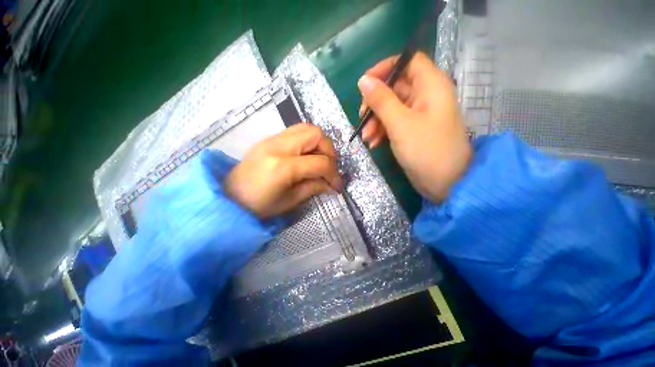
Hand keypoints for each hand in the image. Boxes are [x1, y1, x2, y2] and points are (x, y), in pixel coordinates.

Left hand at [224, 123, 343, 218]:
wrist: (229, 198)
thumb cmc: (259, 207)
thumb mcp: (290, 201)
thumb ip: (314, 188)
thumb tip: (331, 184)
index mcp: (283, 167)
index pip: (320, 162)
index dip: (334, 174)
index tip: (337, 185)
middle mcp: (278, 146)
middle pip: (316, 134)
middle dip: (329, 151)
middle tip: (328, 168)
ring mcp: (272, 139)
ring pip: (307, 128)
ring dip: (319, 143)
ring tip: (318, 160)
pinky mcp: (269, 138)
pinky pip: (296, 131)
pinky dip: (307, 141)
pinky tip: (306, 156)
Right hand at [357, 52, 471, 201]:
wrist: (446, 182)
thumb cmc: (426, 150)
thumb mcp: (400, 124)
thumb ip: (381, 100)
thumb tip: (363, 80)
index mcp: (430, 86)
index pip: (408, 61)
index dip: (385, 68)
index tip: (364, 84)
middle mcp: (425, 96)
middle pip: (395, 87)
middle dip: (375, 103)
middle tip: (361, 118)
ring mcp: (418, 115)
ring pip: (391, 108)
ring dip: (375, 121)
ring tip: (367, 138)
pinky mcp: (412, 130)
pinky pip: (393, 123)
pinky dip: (382, 131)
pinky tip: (373, 144)